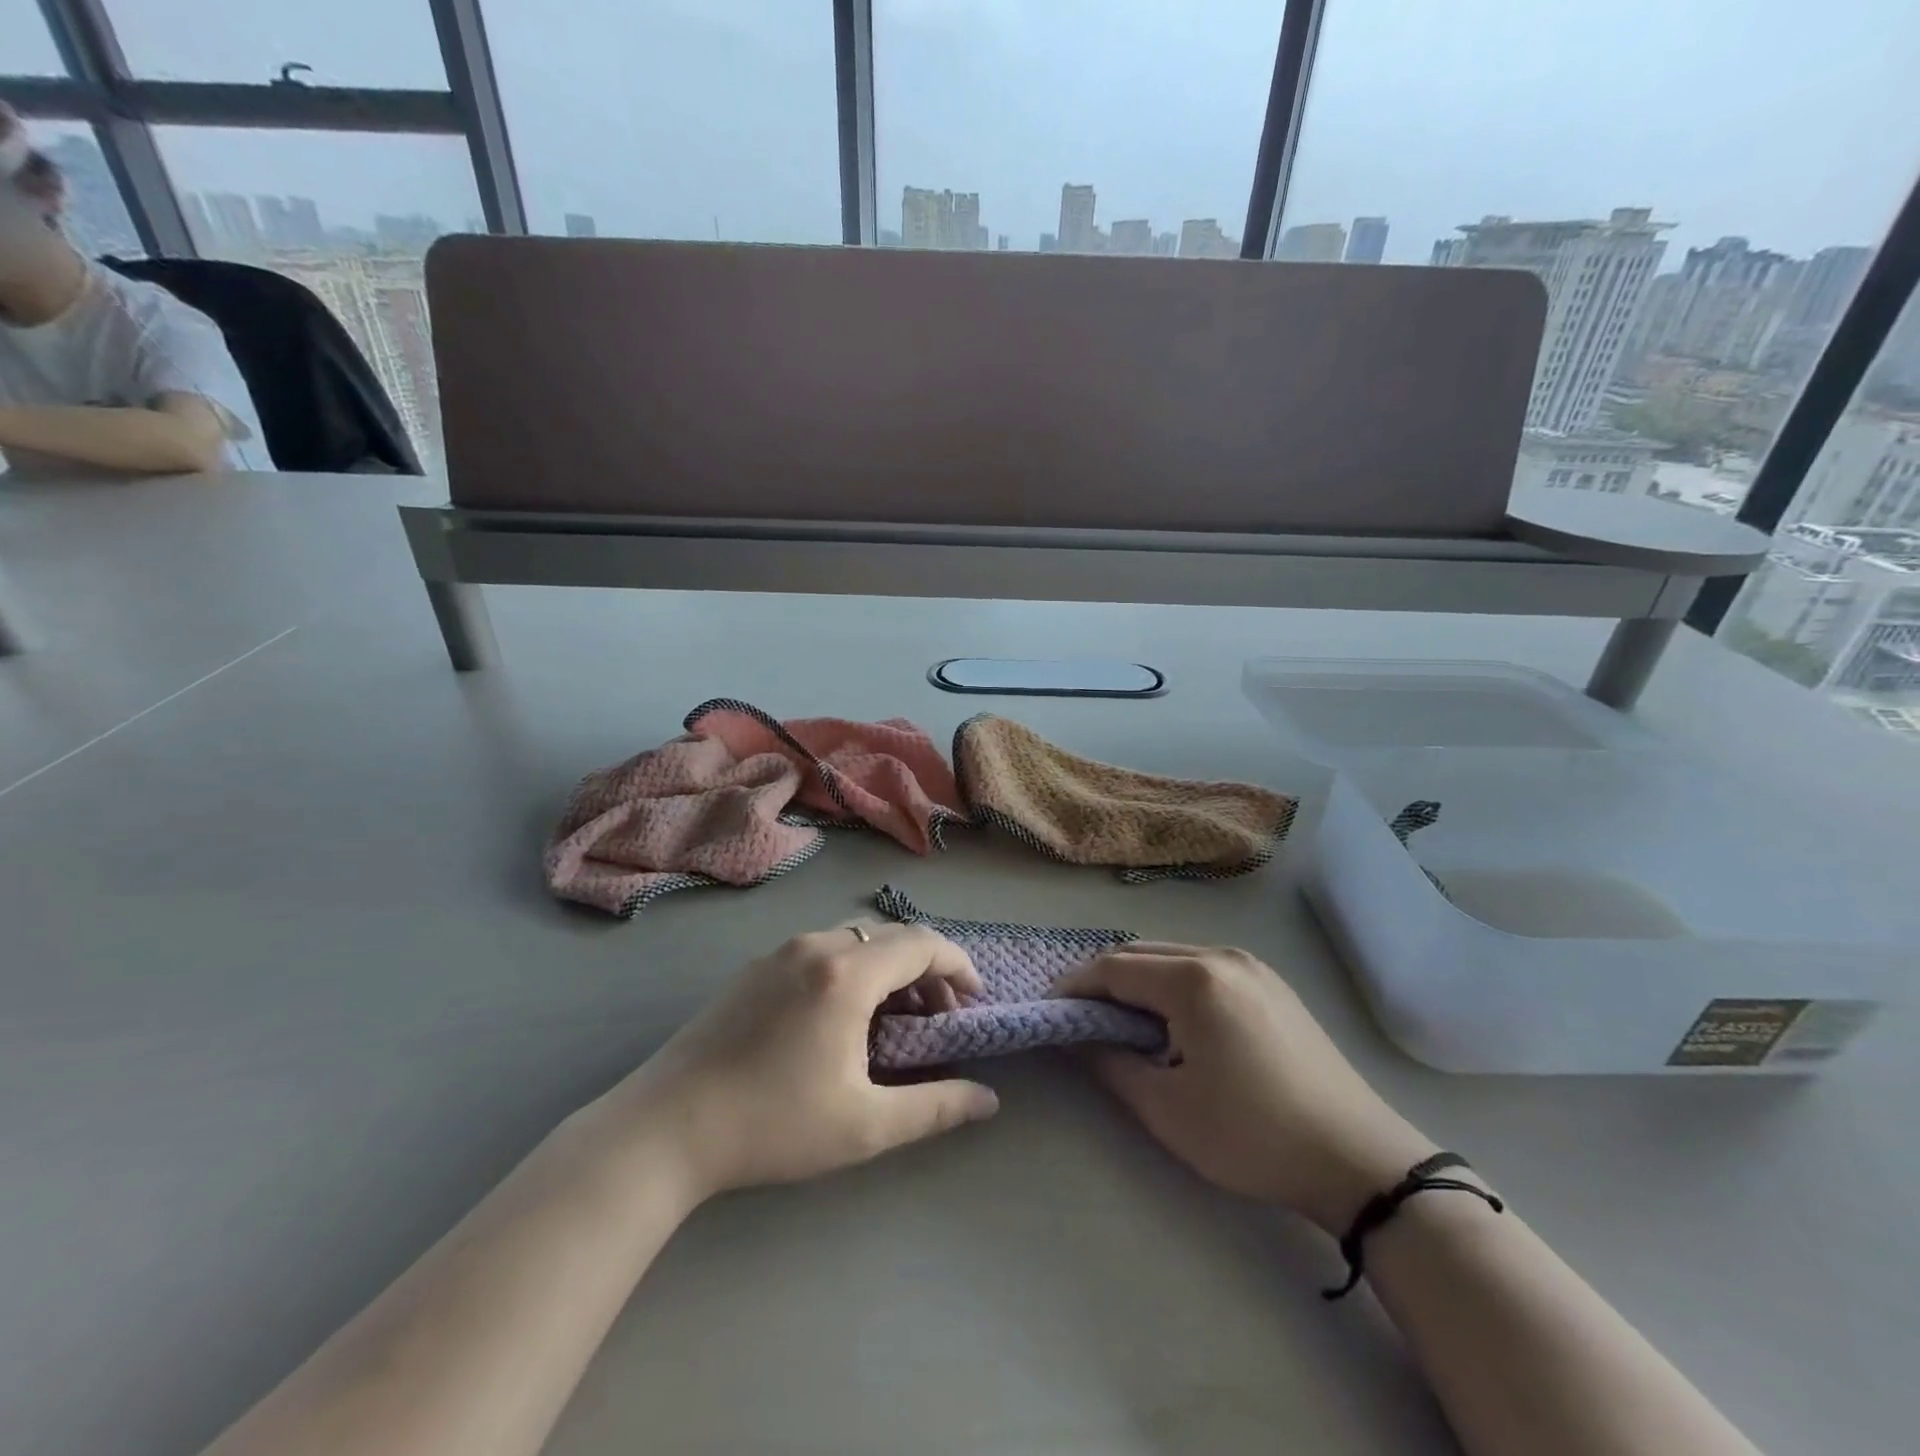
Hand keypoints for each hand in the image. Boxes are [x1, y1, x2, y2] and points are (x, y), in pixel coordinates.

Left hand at [594, 923, 999, 1199]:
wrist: (665, 1127)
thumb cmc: (773, 1124)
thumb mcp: (865, 1126)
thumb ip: (935, 1107)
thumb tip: (988, 1100)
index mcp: (847, 974)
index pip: (922, 944)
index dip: (958, 965)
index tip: (975, 1000)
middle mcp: (816, 946)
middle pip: (891, 937)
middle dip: (926, 971)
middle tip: (938, 1020)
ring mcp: (780, 952)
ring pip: (856, 941)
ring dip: (888, 970)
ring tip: (893, 1022)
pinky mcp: (755, 967)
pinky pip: (822, 951)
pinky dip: (853, 971)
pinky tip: (841, 1020)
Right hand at [1054, 945, 1437, 1233]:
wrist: (1358, 1159)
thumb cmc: (1253, 1135)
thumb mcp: (1168, 1109)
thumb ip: (1111, 1064)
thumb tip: (1075, 1039)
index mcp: (1194, 980)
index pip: (1115, 968)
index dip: (1075, 986)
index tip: (1050, 1010)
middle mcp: (1221, 956)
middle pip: (1142, 954)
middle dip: (1104, 979)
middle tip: (1079, 1016)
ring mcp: (1251, 965)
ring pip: (1173, 956)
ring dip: (1139, 980)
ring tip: (1121, 1020)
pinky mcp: (1271, 983)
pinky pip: (1203, 967)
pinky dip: (1172, 983)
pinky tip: (1172, 1020)